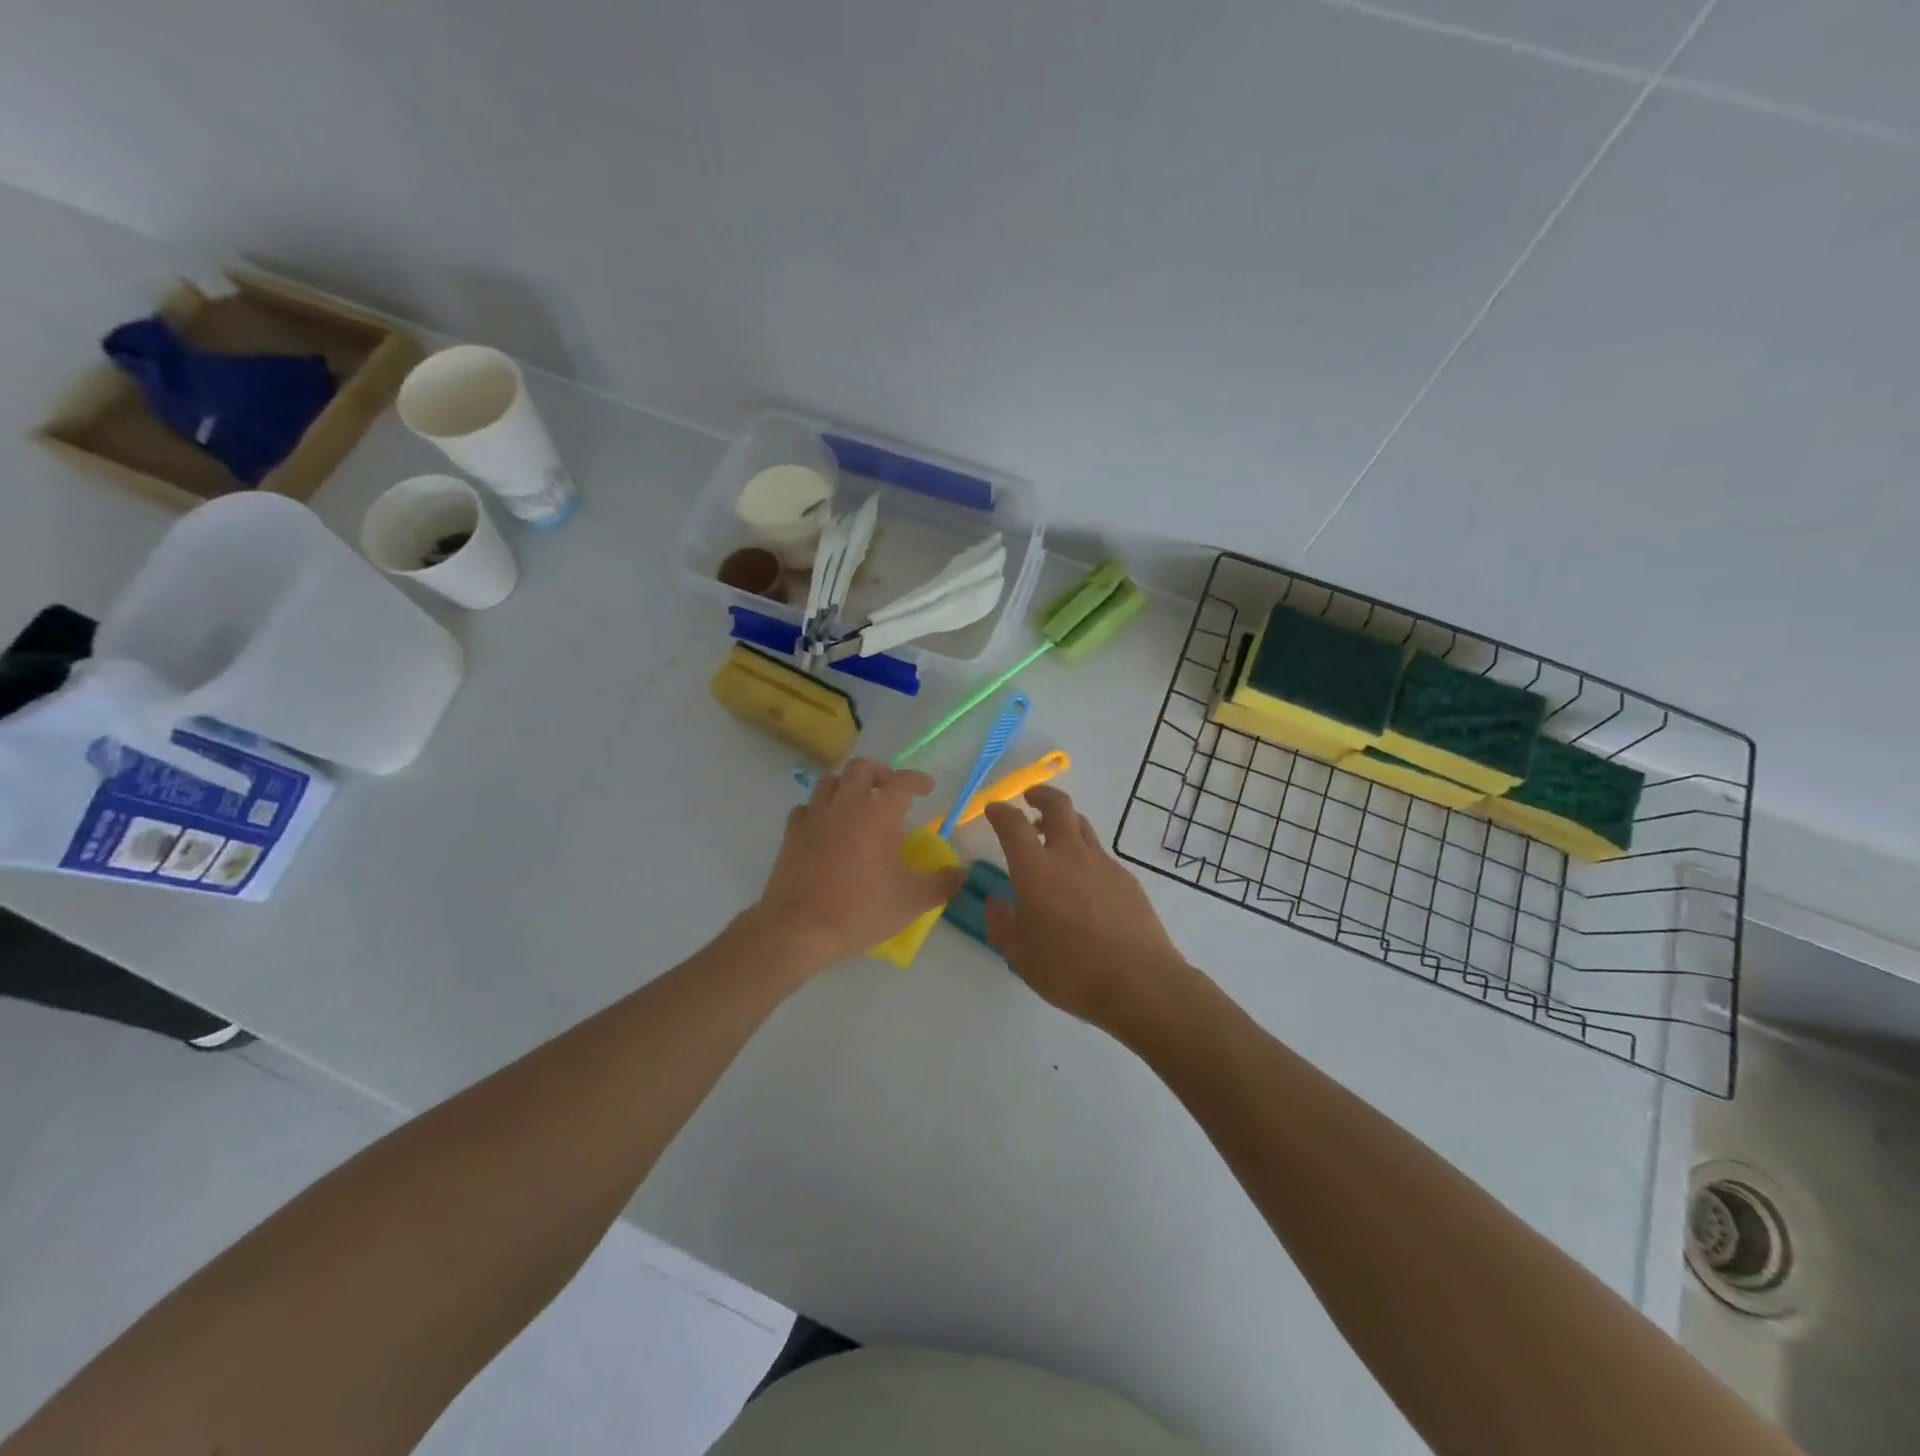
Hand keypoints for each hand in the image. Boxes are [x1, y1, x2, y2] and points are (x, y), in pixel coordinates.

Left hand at [752, 759, 966, 967]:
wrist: (799, 928)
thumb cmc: (860, 909)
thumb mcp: (912, 901)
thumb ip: (943, 883)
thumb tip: (963, 872)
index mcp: (879, 812)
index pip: (904, 781)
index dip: (918, 780)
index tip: (927, 787)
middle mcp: (846, 803)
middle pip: (863, 768)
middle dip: (881, 773)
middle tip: (891, 790)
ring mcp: (815, 815)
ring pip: (831, 780)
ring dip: (849, 784)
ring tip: (859, 802)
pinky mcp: (792, 832)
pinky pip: (807, 807)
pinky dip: (821, 808)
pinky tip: (827, 825)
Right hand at [983, 785, 1195, 1039]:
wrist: (1139, 982)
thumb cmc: (1069, 969)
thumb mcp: (1020, 955)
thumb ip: (1001, 924)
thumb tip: (995, 902)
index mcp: (1036, 870)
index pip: (1013, 824)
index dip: (1000, 812)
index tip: (993, 810)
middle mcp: (1070, 856)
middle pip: (1058, 805)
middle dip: (1041, 795)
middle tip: (1030, 799)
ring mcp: (1103, 864)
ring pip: (1082, 825)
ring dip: (1064, 822)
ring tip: (1054, 836)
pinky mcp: (1127, 879)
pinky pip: (1100, 855)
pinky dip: (1085, 855)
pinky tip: (1083, 882)